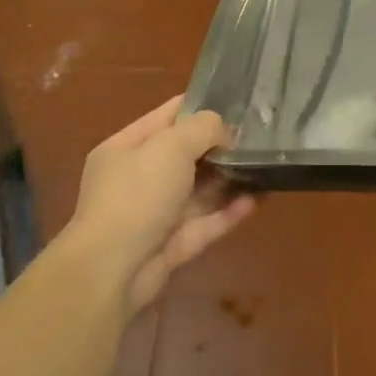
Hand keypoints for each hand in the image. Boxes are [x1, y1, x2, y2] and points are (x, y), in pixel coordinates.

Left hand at [64, 97, 255, 314]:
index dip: (202, 107)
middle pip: (186, 154)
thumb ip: (203, 128)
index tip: (240, 103)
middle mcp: (138, 178)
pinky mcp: (172, 245)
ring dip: (228, 179)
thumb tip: (225, 134)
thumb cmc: (137, 194)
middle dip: (220, 146)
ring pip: (198, 191)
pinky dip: (228, 212)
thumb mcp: (171, 146)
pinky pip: (205, 223)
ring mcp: (155, 214)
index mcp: (126, 147)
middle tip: (258, 136)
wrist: (111, 272)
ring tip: (264, 166)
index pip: (169, 116)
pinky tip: (256, 200)